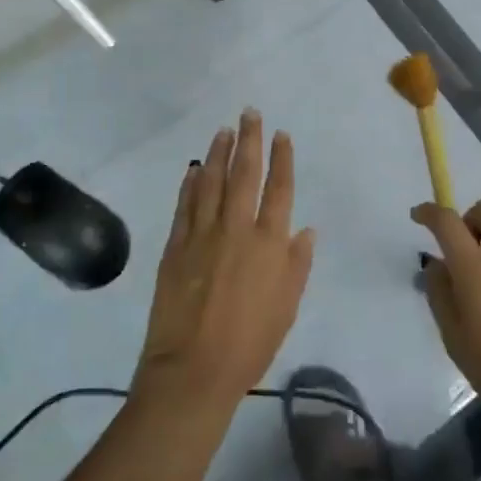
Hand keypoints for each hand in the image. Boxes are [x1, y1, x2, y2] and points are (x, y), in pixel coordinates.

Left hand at [134, 111, 314, 418]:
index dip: (281, 158)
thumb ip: (297, 265)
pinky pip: (184, 205)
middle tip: (249, 112)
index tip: (281, 134)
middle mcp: (237, 228)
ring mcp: (202, 234)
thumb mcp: (286, 307)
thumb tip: (305, 230)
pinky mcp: (175, 245)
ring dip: (218, 153)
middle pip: (244, 174)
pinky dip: (190, 183)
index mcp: (269, 243)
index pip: (279, 189)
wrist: (194, 368)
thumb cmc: (250, 344)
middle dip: (249, 140)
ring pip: (211, 181)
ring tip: (223, 131)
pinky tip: (193, 169)